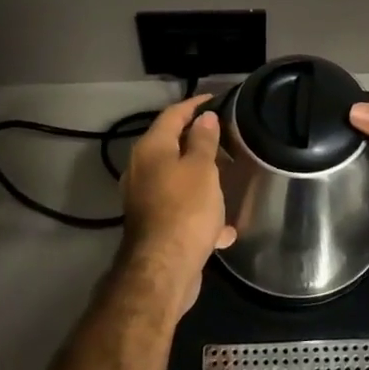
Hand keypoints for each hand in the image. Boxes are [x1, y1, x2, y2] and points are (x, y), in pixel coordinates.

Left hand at [118, 95, 235, 312]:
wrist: (164, 269)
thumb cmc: (185, 209)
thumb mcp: (202, 168)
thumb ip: (204, 140)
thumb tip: (204, 117)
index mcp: (151, 148)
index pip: (173, 114)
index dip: (195, 104)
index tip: (217, 100)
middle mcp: (141, 169)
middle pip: (171, 145)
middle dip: (198, 141)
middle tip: (226, 137)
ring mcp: (145, 199)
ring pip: (176, 178)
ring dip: (200, 177)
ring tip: (227, 177)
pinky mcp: (153, 225)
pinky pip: (180, 209)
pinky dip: (200, 212)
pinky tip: (224, 228)